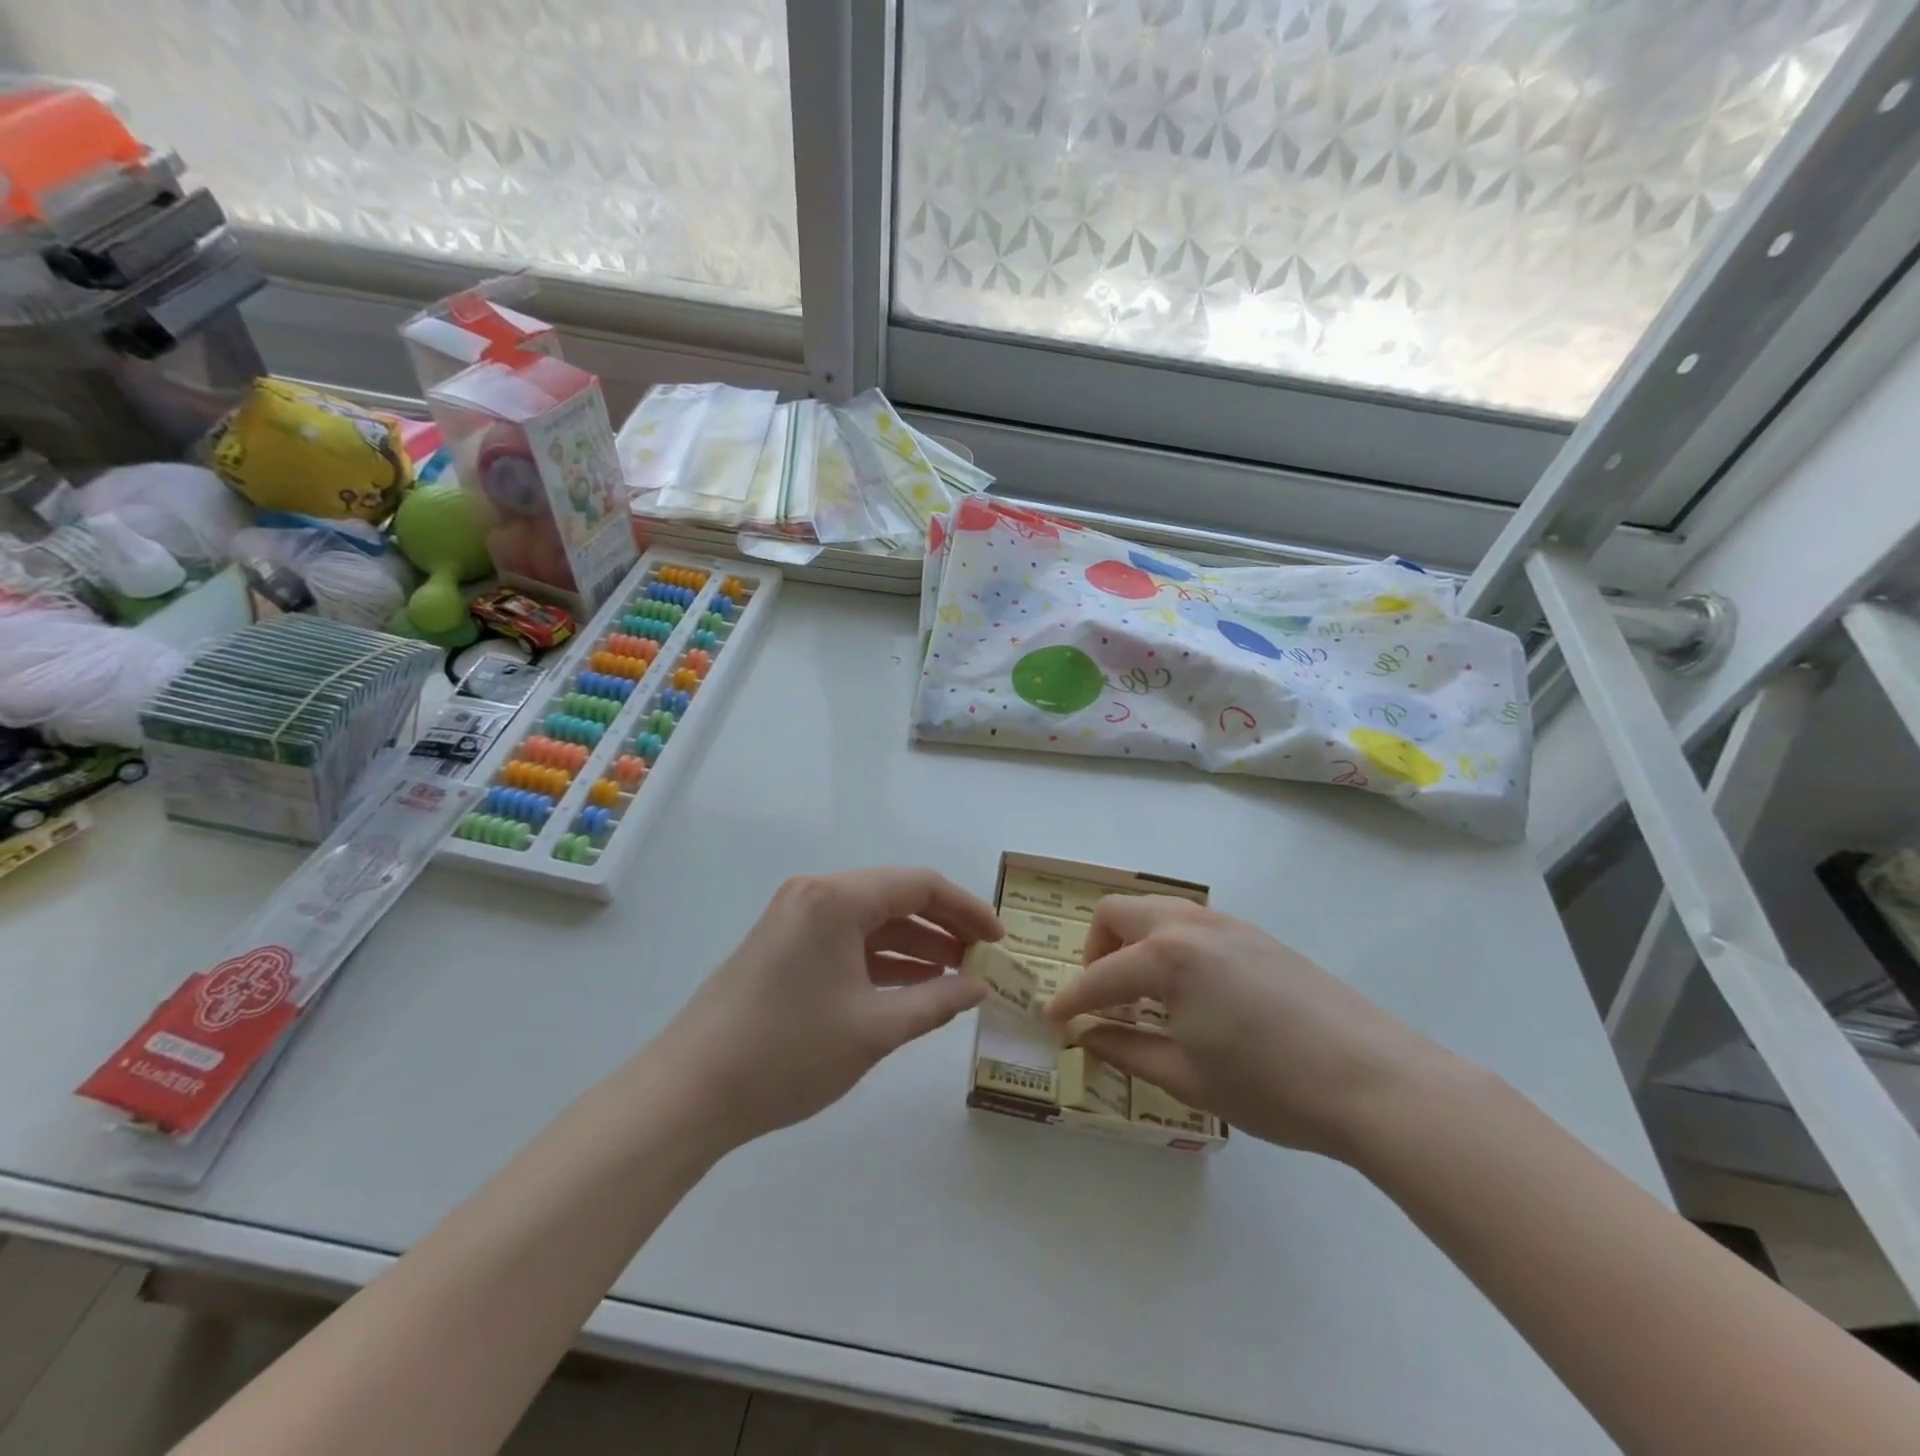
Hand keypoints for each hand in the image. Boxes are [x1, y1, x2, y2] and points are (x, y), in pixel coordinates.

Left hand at [660, 868, 999, 1146]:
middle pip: (896, 897)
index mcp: (837, 898)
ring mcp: (795, 918)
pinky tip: (912, 985)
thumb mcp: (874, 1030)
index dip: (967, 909)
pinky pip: (847, 939)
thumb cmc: (788, 1053)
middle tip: (983, 960)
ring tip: (958, 975)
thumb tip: (979, 988)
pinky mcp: (784, 944)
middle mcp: (816, 894)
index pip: (920, 885)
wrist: (690, 1091)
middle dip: (944, 927)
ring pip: (872, 920)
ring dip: (915, 944)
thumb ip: (935, 1002)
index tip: (1000, 939)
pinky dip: (882, 958)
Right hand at [1045, 896, 1453, 1158]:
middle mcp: (1189, 924)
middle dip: (1095, 949)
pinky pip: (1191, 923)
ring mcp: (1227, 924)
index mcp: (1166, 957)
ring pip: (1156, 910)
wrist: (1376, 1080)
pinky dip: (1168, 944)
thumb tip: (1086, 1036)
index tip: (1052, 1021)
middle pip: (1118, 912)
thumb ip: (1126, 1050)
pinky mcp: (1256, 935)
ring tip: (1144, 995)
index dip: (1069, 1000)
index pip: (1098, 975)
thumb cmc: (1271, 1086)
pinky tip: (1190, 992)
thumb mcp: (1187, 1077)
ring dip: (1133, 941)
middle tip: (1101, 997)